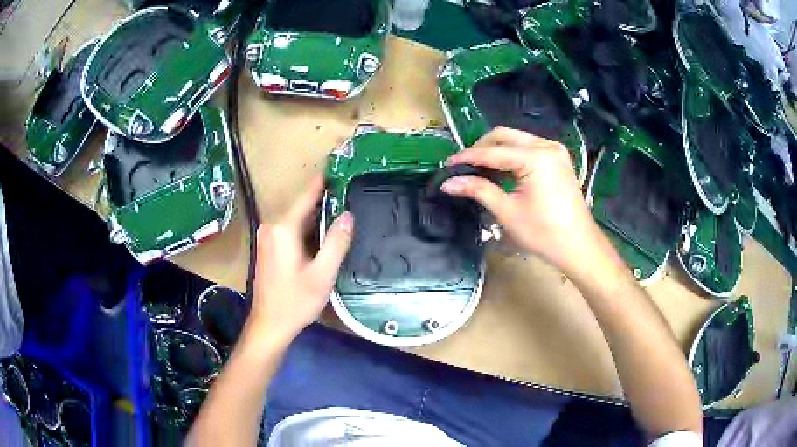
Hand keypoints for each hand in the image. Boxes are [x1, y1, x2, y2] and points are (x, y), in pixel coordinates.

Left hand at [247, 174, 353, 344]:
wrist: (268, 324)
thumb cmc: (295, 301)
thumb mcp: (322, 274)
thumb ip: (336, 243)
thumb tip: (348, 215)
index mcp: (283, 229)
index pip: (306, 197)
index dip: (322, 182)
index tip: (337, 167)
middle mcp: (271, 227)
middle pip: (301, 209)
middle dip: (323, 202)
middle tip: (348, 195)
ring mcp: (267, 237)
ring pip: (295, 220)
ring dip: (315, 218)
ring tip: (340, 213)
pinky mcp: (267, 248)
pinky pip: (289, 231)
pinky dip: (305, 230)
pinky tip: (321, 235)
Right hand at [441, 127, 604, 275]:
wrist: (578, 246)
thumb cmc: (544, 233)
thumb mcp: (508, 212)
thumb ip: (478, 190)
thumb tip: (448, 183)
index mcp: (535, 157)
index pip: (493, 151)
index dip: (467, 157)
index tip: (447, 166)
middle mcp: (546, 145)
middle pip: (504, 135)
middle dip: (481, 148)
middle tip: (463, 166)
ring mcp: (554, 150)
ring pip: (516, 139)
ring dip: (496, 150)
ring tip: (479, 169)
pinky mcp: (558, 158)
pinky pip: (528, 147)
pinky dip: (511, 155)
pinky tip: (501, 170)